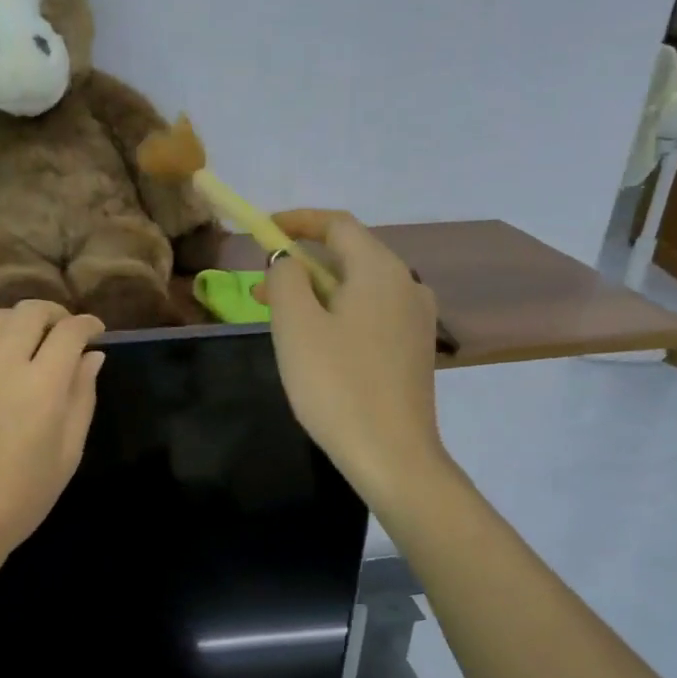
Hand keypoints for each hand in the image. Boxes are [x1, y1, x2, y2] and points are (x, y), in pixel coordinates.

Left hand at [0, 301, 105, 562]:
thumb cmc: (22, 498)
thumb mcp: (68, 454)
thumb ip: (82, 398)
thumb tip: (93, 357)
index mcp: (44, 387)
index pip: (70, 333)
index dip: (87, 325)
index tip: (95, 332)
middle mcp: (4, 365)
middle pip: (30, 313)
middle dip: (54, 314)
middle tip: (63, 331)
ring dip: (15, 316)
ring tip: (25, 332)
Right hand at [263, 210, 445, 502]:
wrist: (392, 455)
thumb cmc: (337, 385)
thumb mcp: (296, 326)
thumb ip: (286, 279)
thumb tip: (287, 261)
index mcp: (380, 270)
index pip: (336, 225)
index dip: (297, 221)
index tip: (262, 231)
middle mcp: (407, 284)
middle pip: (349, 256)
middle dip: (301, 264)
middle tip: (260, 287)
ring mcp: (416, 319)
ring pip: (359, 288)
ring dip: (318, 292)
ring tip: (282, 318)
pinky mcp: (414, 350)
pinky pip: (371, 314)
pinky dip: (339, 314)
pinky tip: (318, 344)